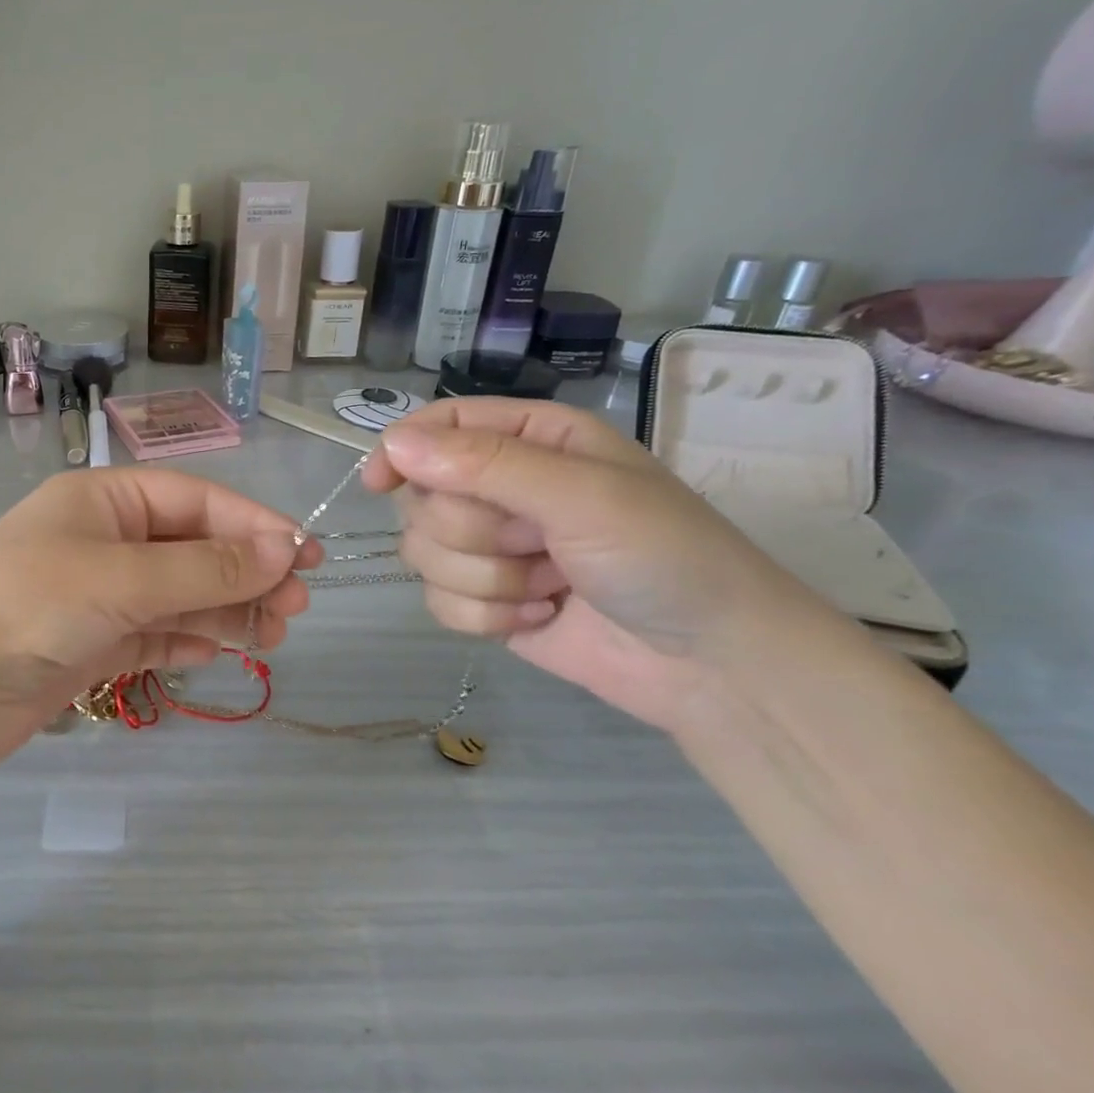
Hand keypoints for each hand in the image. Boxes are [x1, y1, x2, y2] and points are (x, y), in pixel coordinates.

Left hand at [0, 469, 320, 776]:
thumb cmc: (28, 605)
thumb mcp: (123, 577)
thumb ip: (206, 568)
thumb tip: (285, 549)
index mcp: (103, 500)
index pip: (195, 500)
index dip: (253, 524)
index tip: (305, 554)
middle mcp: (102, 539)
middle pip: (192, 548)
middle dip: (245, 573)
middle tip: (297, 606)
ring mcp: (95, 594)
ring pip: (178, 594)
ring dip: (225, 609)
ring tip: (274, 634)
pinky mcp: (89, 644)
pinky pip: (153, 633)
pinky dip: (186, 639)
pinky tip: (219, 651)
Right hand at [363, 399, 843, 731]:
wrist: (712, 665)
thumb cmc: (665, 557)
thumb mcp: (582, 495)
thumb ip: (485, 466)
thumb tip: (395, 444)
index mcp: (530, 440)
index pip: (439, 426)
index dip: (403, 450)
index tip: (382, 484)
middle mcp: (503, 488)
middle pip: (423, 499)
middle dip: (474, 533)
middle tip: (537, 543)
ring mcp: (491, 548)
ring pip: (424, 554)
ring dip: (485, 579)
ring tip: (548, 586)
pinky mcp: (485, 601)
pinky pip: (439, 602)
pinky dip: (485, 617)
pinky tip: (538, 617)